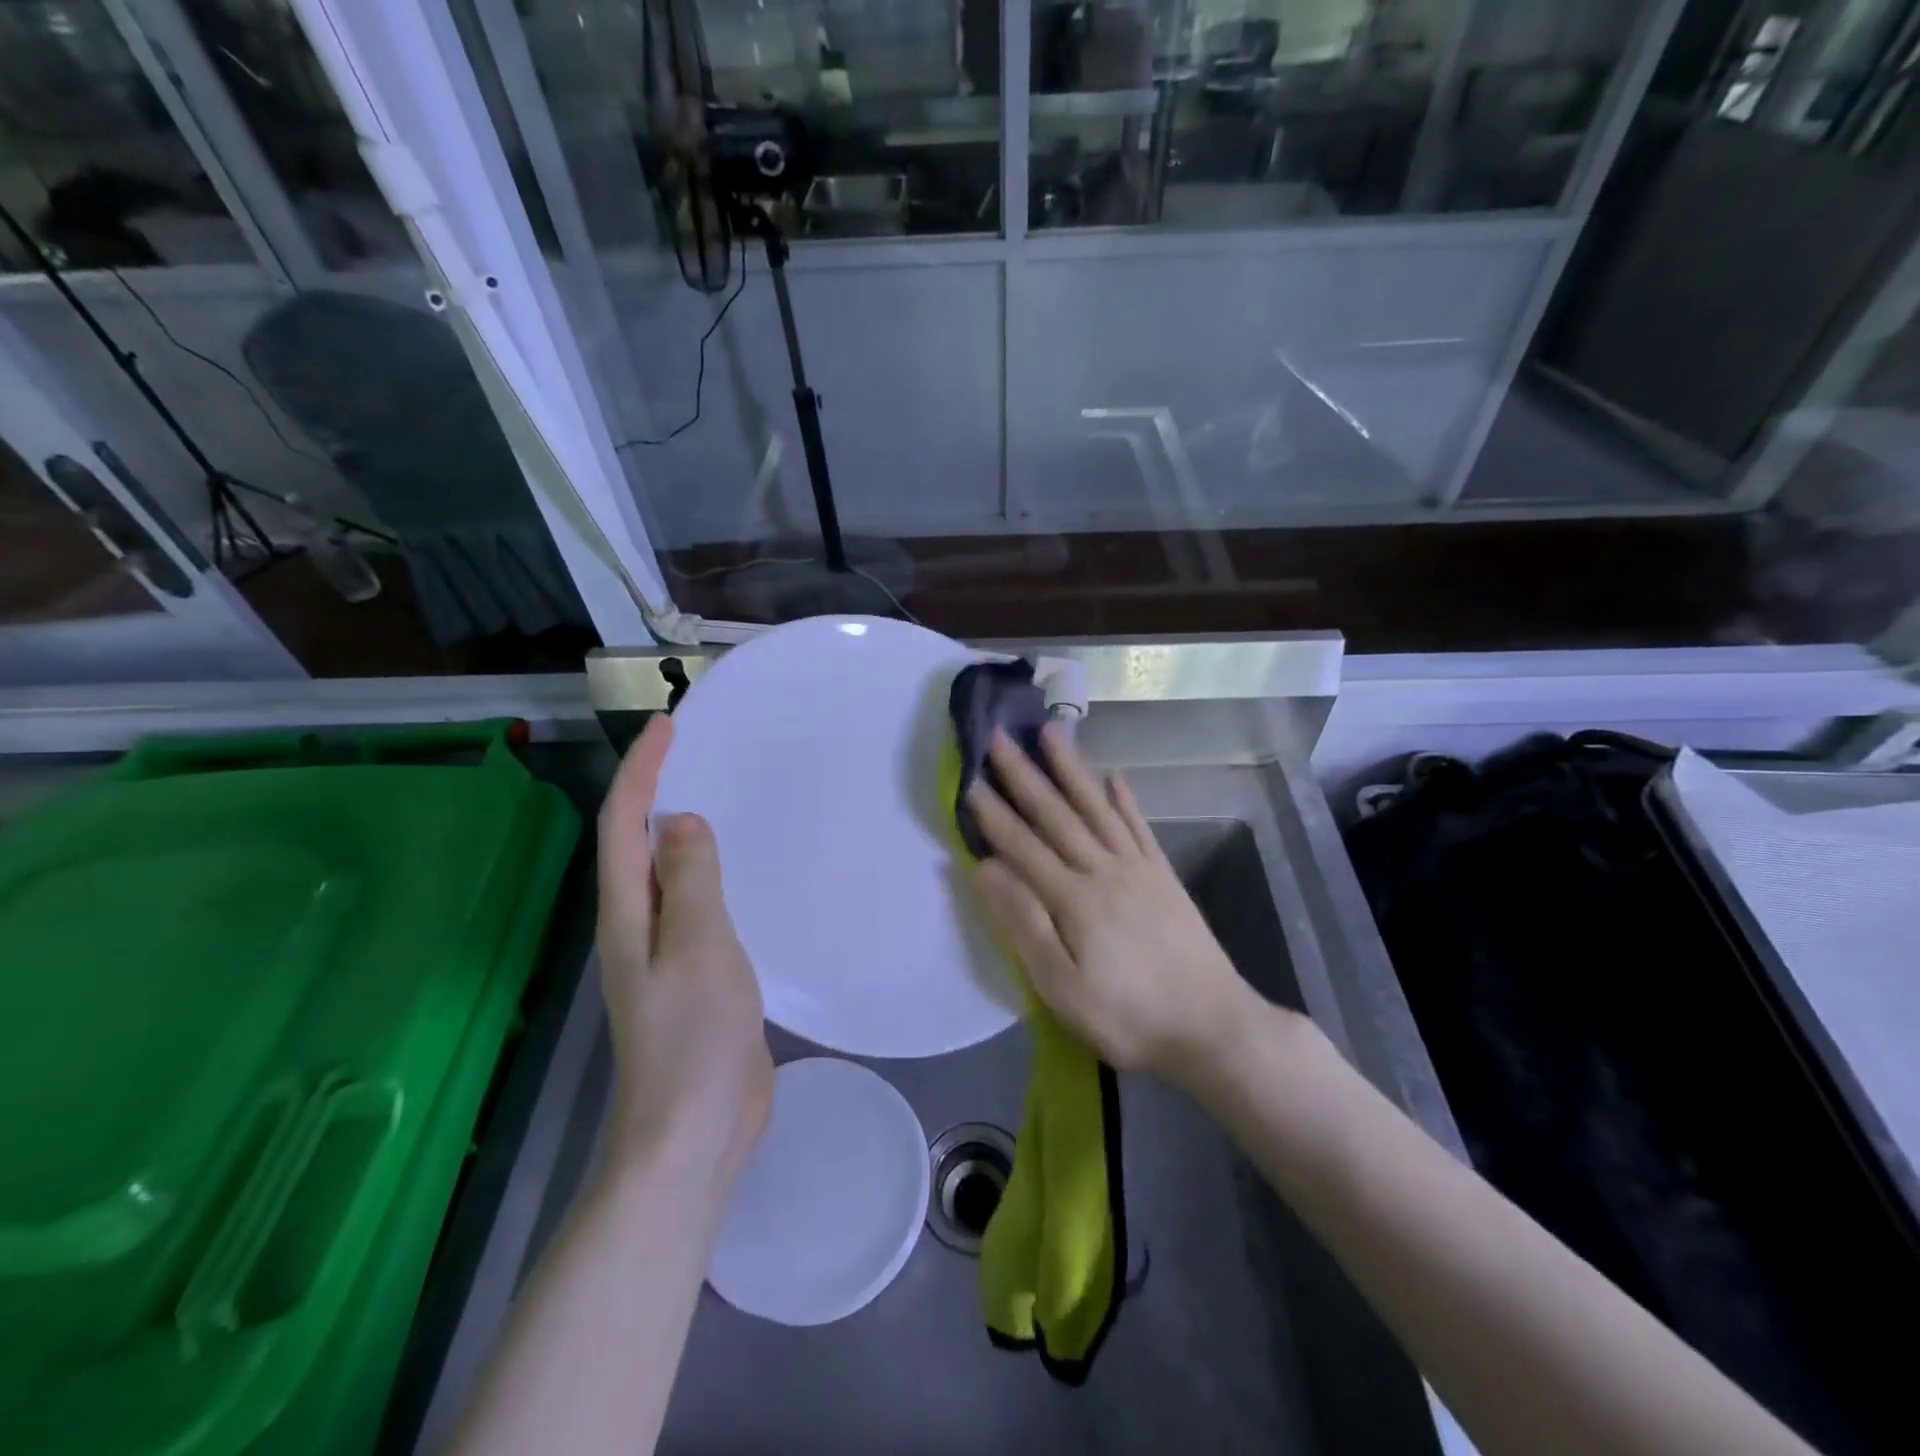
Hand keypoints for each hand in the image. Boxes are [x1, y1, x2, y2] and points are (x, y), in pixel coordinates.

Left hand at [597, 714, 772, 1187]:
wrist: (693, 1132)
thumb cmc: (692, 1039)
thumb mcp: (698, 948)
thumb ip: (691, 881)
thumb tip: (683, 820)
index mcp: (628, 914)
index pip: (624, 824)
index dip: (642, 771)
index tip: (669, 726)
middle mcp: (638, 924)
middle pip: (638, 842)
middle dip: (658, 789)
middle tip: (701, 750)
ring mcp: (666, 951)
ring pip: (671, 873)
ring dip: (686, 830)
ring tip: (725, 794)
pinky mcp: (696, 972)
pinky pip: (700, 904)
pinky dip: (714, 872)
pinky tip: (743, 870)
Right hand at [966, 723, 1263, 1086]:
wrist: (1212, 1026)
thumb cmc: (1128, 1016)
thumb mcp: (1062, 987)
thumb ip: (1024, 924)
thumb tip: (987, 869)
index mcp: (1073, 898)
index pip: (1023, 845)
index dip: (994, 812)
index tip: (970, 777)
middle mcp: (1104, 870)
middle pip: (1057, 815)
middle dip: (1025, 774)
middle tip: (1001, 737)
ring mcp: (1138, 869)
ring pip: (1097, 808)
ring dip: (1073, 770)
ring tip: (1053, 733)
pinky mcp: (1164, 877)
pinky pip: (1140, 828)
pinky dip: (1125, 800)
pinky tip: (1116, 777)